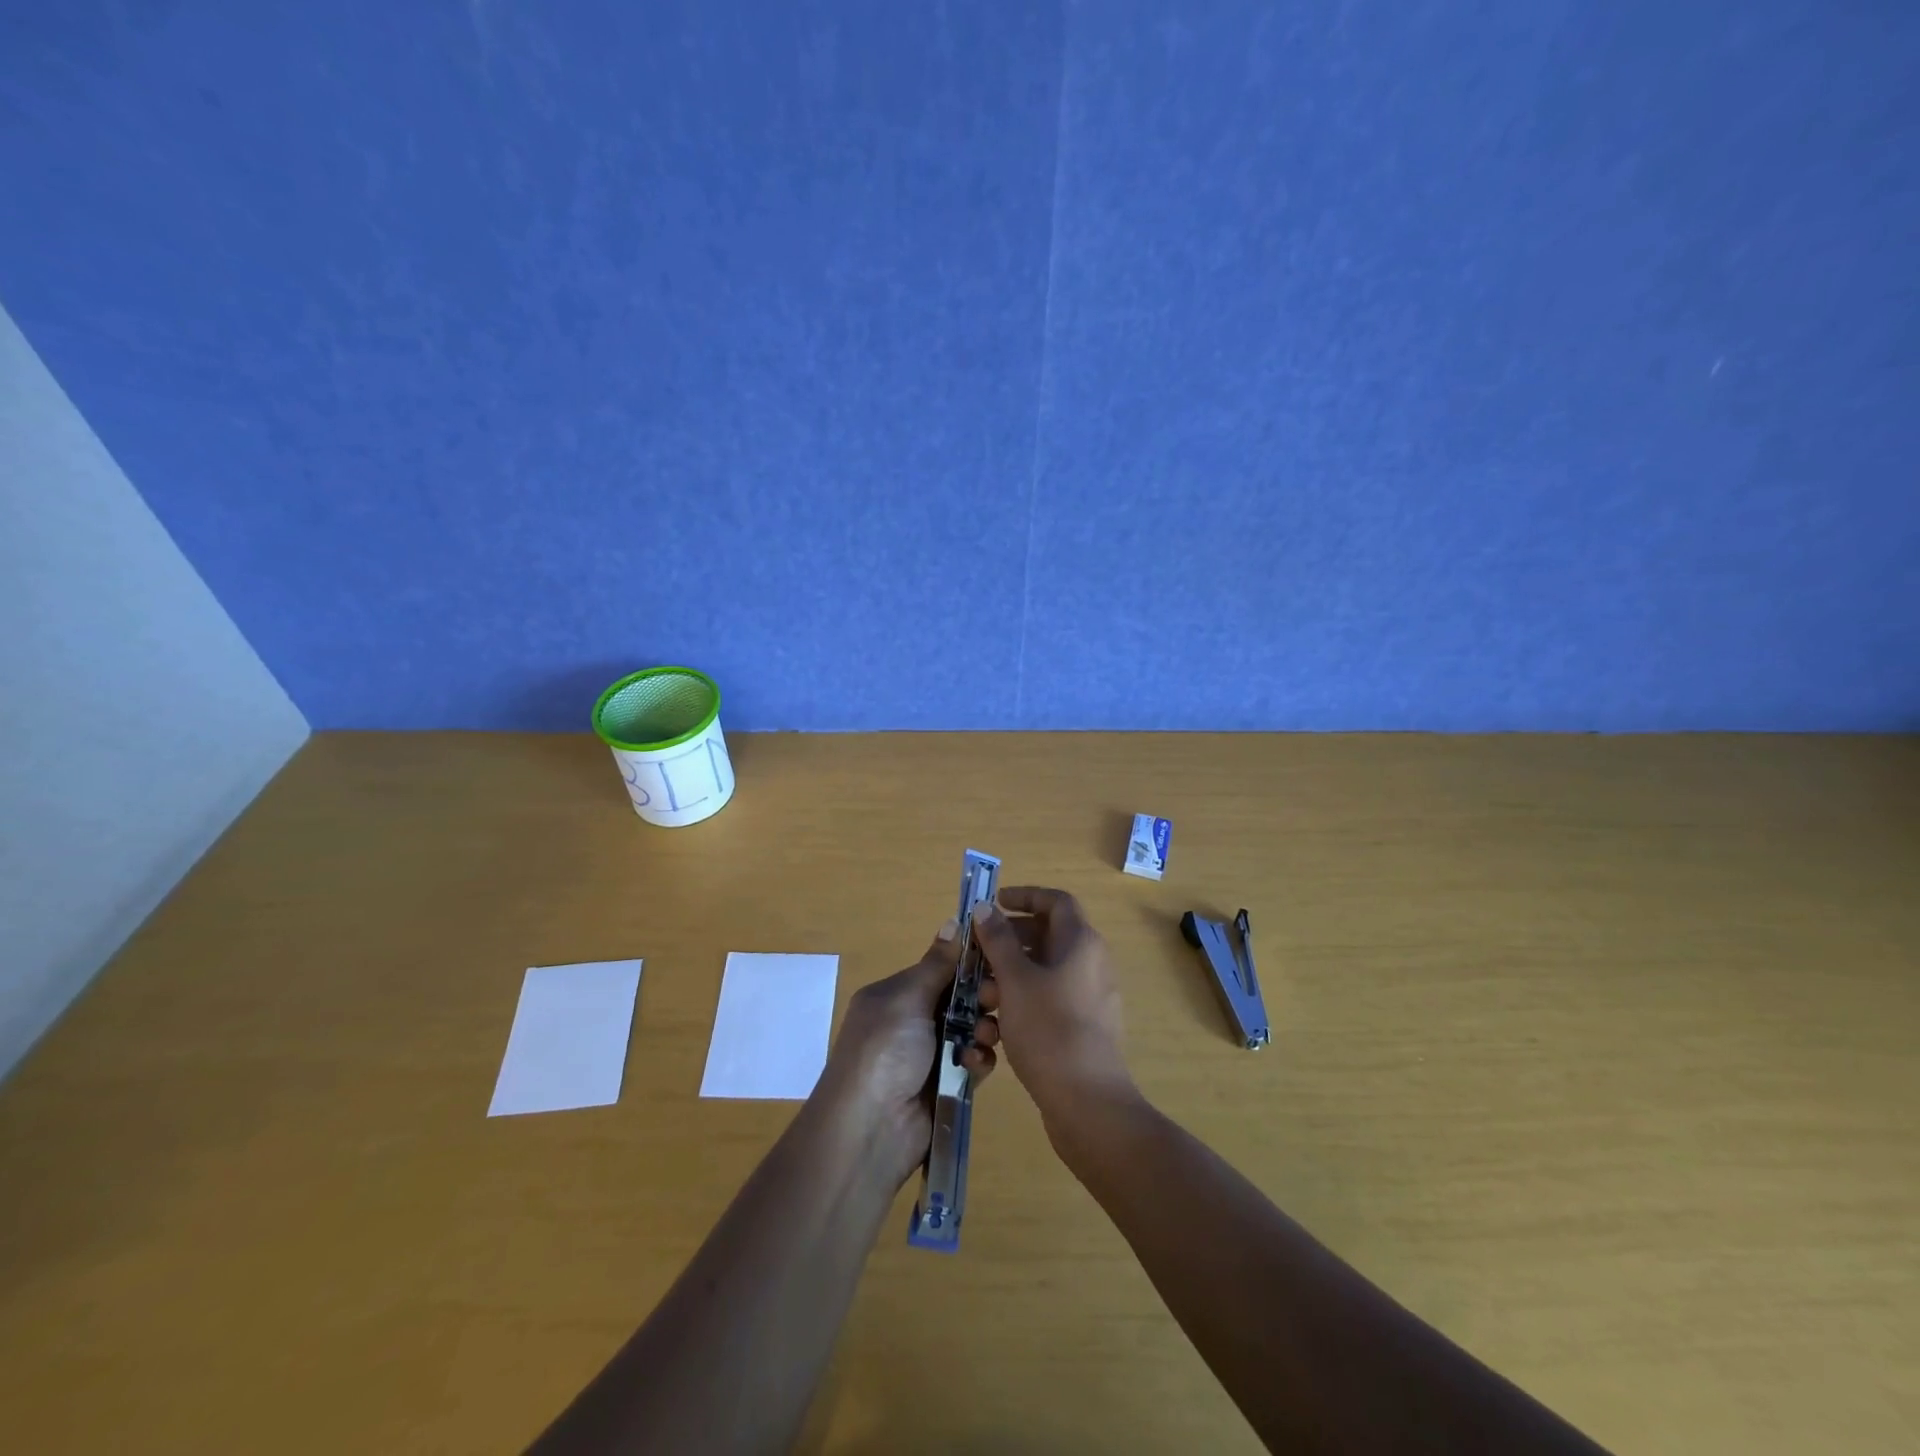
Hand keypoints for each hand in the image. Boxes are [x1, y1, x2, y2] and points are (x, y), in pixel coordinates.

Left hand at [814, 920, 999, 1187]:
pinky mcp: (946, 1086)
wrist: (870, 1128)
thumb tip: (953, 920)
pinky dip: (977, 1061)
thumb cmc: (884, 1049)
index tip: (997, 960)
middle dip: (982, 998)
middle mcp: (911, 1022)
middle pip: (959, 1000)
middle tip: (997, 1001)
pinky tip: (974, 1066)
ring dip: (983, 1030)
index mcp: (895, 996)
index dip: (968, 965)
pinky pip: (972, 1063)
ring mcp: (929, 1056)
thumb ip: (937, 964)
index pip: (939, 970)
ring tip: (987, 1037)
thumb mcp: (906, 998)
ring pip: (971, 1031)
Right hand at [970, 888, 1134, 1136]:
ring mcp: (1090, 996)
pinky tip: (997, 1025)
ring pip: (1044, 971)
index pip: (1055, 901)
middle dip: (1008, 941)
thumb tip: (985, 907)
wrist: (1088, 1103)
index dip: (1024, 896)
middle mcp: (1091, 963)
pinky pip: (1050, 998)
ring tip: (982, 996)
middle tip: (977, 953)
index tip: (993, 904)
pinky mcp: (1084, 1026)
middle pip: (1047, 935)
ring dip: (1010, 975)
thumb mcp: (1015, 980)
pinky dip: (1023, 1001)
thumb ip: (998, 940)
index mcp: (1081, 942)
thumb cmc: (1049, 1030)